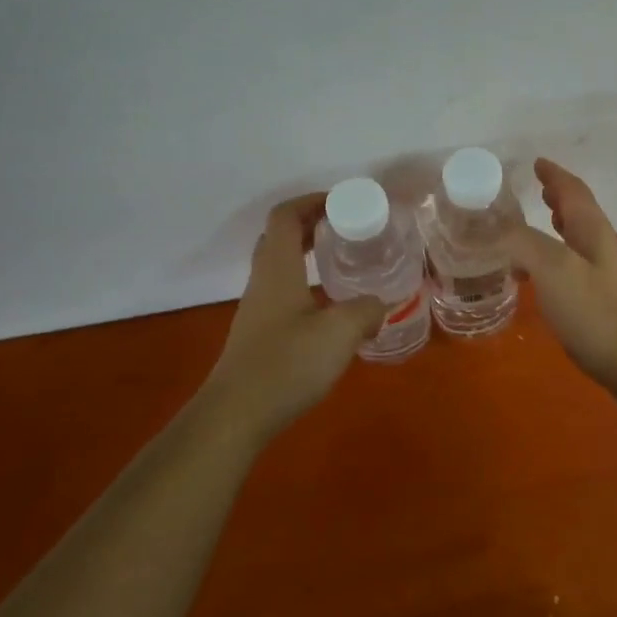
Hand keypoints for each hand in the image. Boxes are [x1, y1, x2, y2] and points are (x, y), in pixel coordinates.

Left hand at [201, 194, 387, 434]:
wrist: (236, 415)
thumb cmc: (286, 364)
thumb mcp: (340, 332)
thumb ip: (366, 311)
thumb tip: (380, 304)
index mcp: (277, 268)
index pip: (285, 216)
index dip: (312, 201)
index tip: (343, 203)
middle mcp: (263, 281)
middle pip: (280, 237)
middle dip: (313, 225)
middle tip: (348, 229)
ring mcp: (258, 309)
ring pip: (281, 266)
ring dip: (310, 256)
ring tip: (346, 264)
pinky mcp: (260, 334)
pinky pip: (284, 293)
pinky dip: (308, 286)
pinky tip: (333, 309)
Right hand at [504, 159, 616, 396]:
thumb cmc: (597, 312)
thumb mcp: (553, 269)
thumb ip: (522, 242)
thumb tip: (494, 226)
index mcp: (593, 232)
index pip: (574, 192)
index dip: (555, 175)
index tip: (537, 162)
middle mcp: (603, 249)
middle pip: (580, 214)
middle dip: (559, 199)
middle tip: (538, 191)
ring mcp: (606, 278)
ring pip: (578, 241)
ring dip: (557, 229)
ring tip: (535, 229)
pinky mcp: (603, 305)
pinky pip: (573, 269)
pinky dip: (554, 261)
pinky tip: (541, 280)